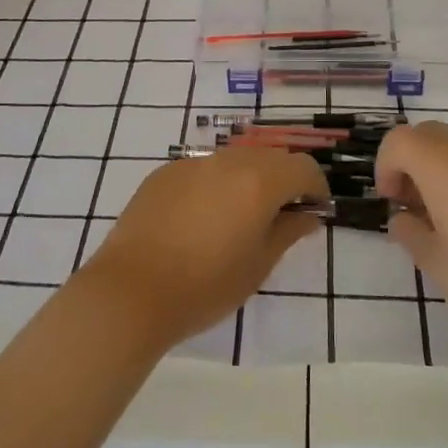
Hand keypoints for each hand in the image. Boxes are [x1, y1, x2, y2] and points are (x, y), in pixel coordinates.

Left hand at [75, 148, 328, 347]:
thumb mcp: (258, 265)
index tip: (314, 211)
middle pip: (270, 157)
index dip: (315, 187)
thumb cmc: (205, 286)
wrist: (131, 291)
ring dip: (249, 179)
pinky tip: (202, 218)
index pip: (303, 167)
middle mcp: (228, 162)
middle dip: (284, 180)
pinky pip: (203, 169)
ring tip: (240, 217)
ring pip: (235, 159)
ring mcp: (192, 163)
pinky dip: (215, 184)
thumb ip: (288, 232)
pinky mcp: (164, 172)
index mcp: (258, 182)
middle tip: (281, 215)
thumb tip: (308, 215)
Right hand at [376, 121, 447, 331]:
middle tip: (419, 208)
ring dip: (447, 172)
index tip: (394, 202)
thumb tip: (402, 218)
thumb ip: (411, 238)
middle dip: (413, 165)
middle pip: (428, 136)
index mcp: (442, 164)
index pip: (398, 141)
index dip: (385, 167)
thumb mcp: (443, 269)